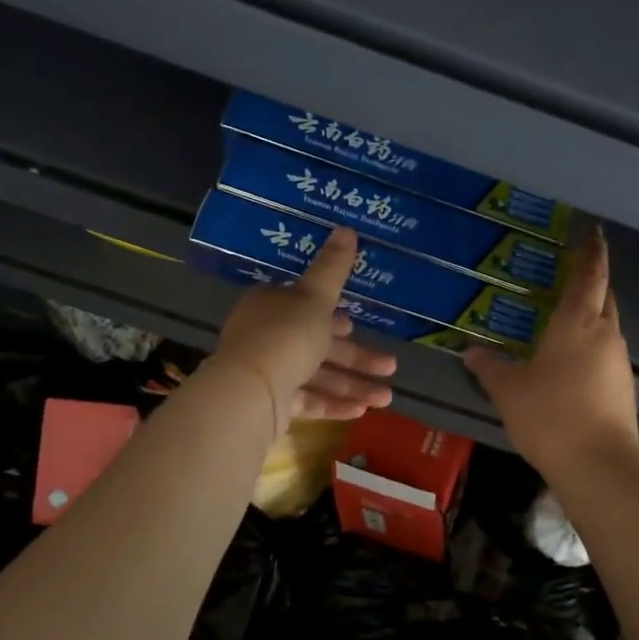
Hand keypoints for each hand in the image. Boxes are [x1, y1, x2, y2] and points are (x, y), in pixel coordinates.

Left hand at [212, 227, 396, 431]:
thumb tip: (347, 228)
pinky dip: (333, 404)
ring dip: (352, 386)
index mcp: (271, 306)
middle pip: (318, 344)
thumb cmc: (284, 336)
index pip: (305, 307)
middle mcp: (266, 337)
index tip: (357, 325)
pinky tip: (361, 411)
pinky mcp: (271, 404)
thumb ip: (333, 267)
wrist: (248, 394)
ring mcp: (268, 373)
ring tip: (386, 398)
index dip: (334, 316)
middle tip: (390, 367)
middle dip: (357, 358)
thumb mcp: (315, 297)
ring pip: (316, 376)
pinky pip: (307, 401)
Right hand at [464, 228, 638, 478]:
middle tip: (573, 272)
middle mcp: (605, 334)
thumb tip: (470, 351)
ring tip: (565, 319)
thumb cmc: (549, 415)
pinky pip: (607, 353)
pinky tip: (572, 362)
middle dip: (593, 280)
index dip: (591, 251)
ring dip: (592, 315)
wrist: (598, 466)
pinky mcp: (624, 387)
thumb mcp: (508, 390)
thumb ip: (489, 367)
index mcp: (577, 323)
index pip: (589, 275)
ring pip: (608, 325)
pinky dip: (592, 346)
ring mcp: (619, 362)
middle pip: (605, 296)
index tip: (592, 231)